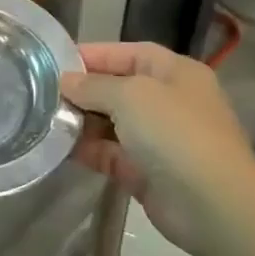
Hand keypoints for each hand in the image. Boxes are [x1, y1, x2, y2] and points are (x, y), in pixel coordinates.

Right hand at [61, 42, 254, 255]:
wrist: (211, 203)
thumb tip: (66, 82)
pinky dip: (87, 150)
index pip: (130, 53)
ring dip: (81, 121)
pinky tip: (58, 147)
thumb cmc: (175, 132)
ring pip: (111, 123)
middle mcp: (168, 102)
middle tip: (43, 92)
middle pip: (118, 88)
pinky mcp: (145, 172)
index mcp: (176, 73)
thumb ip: (93, 85)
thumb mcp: (130, 95)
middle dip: (83, 90)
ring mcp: (158, 139)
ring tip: (44, 119)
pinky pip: (109, 154)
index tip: (56, 61)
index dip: (95, 53)